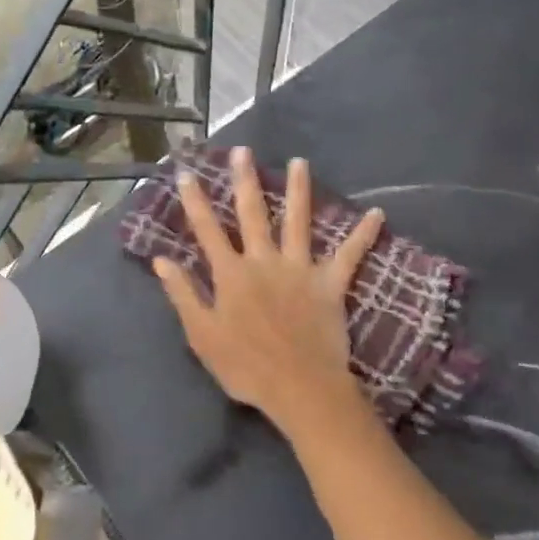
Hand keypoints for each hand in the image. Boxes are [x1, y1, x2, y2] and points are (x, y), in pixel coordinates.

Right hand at [152, 147, 382, 441]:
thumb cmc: (245, 366)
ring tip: (300, 162)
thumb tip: (161, 260)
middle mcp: (264, 261)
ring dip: (298, 190)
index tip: (187, 173)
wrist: (299, 388)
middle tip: (243, 151)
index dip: (195, 201)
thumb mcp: (201, 335)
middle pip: (252, 214)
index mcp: (231, 274)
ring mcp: (299, 269)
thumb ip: (182, 294)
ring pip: (298, 221)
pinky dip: (363, 235)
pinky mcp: (330, 284)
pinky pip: (349, 256)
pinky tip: (377, 214)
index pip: (207, 230)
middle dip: (245, 180)